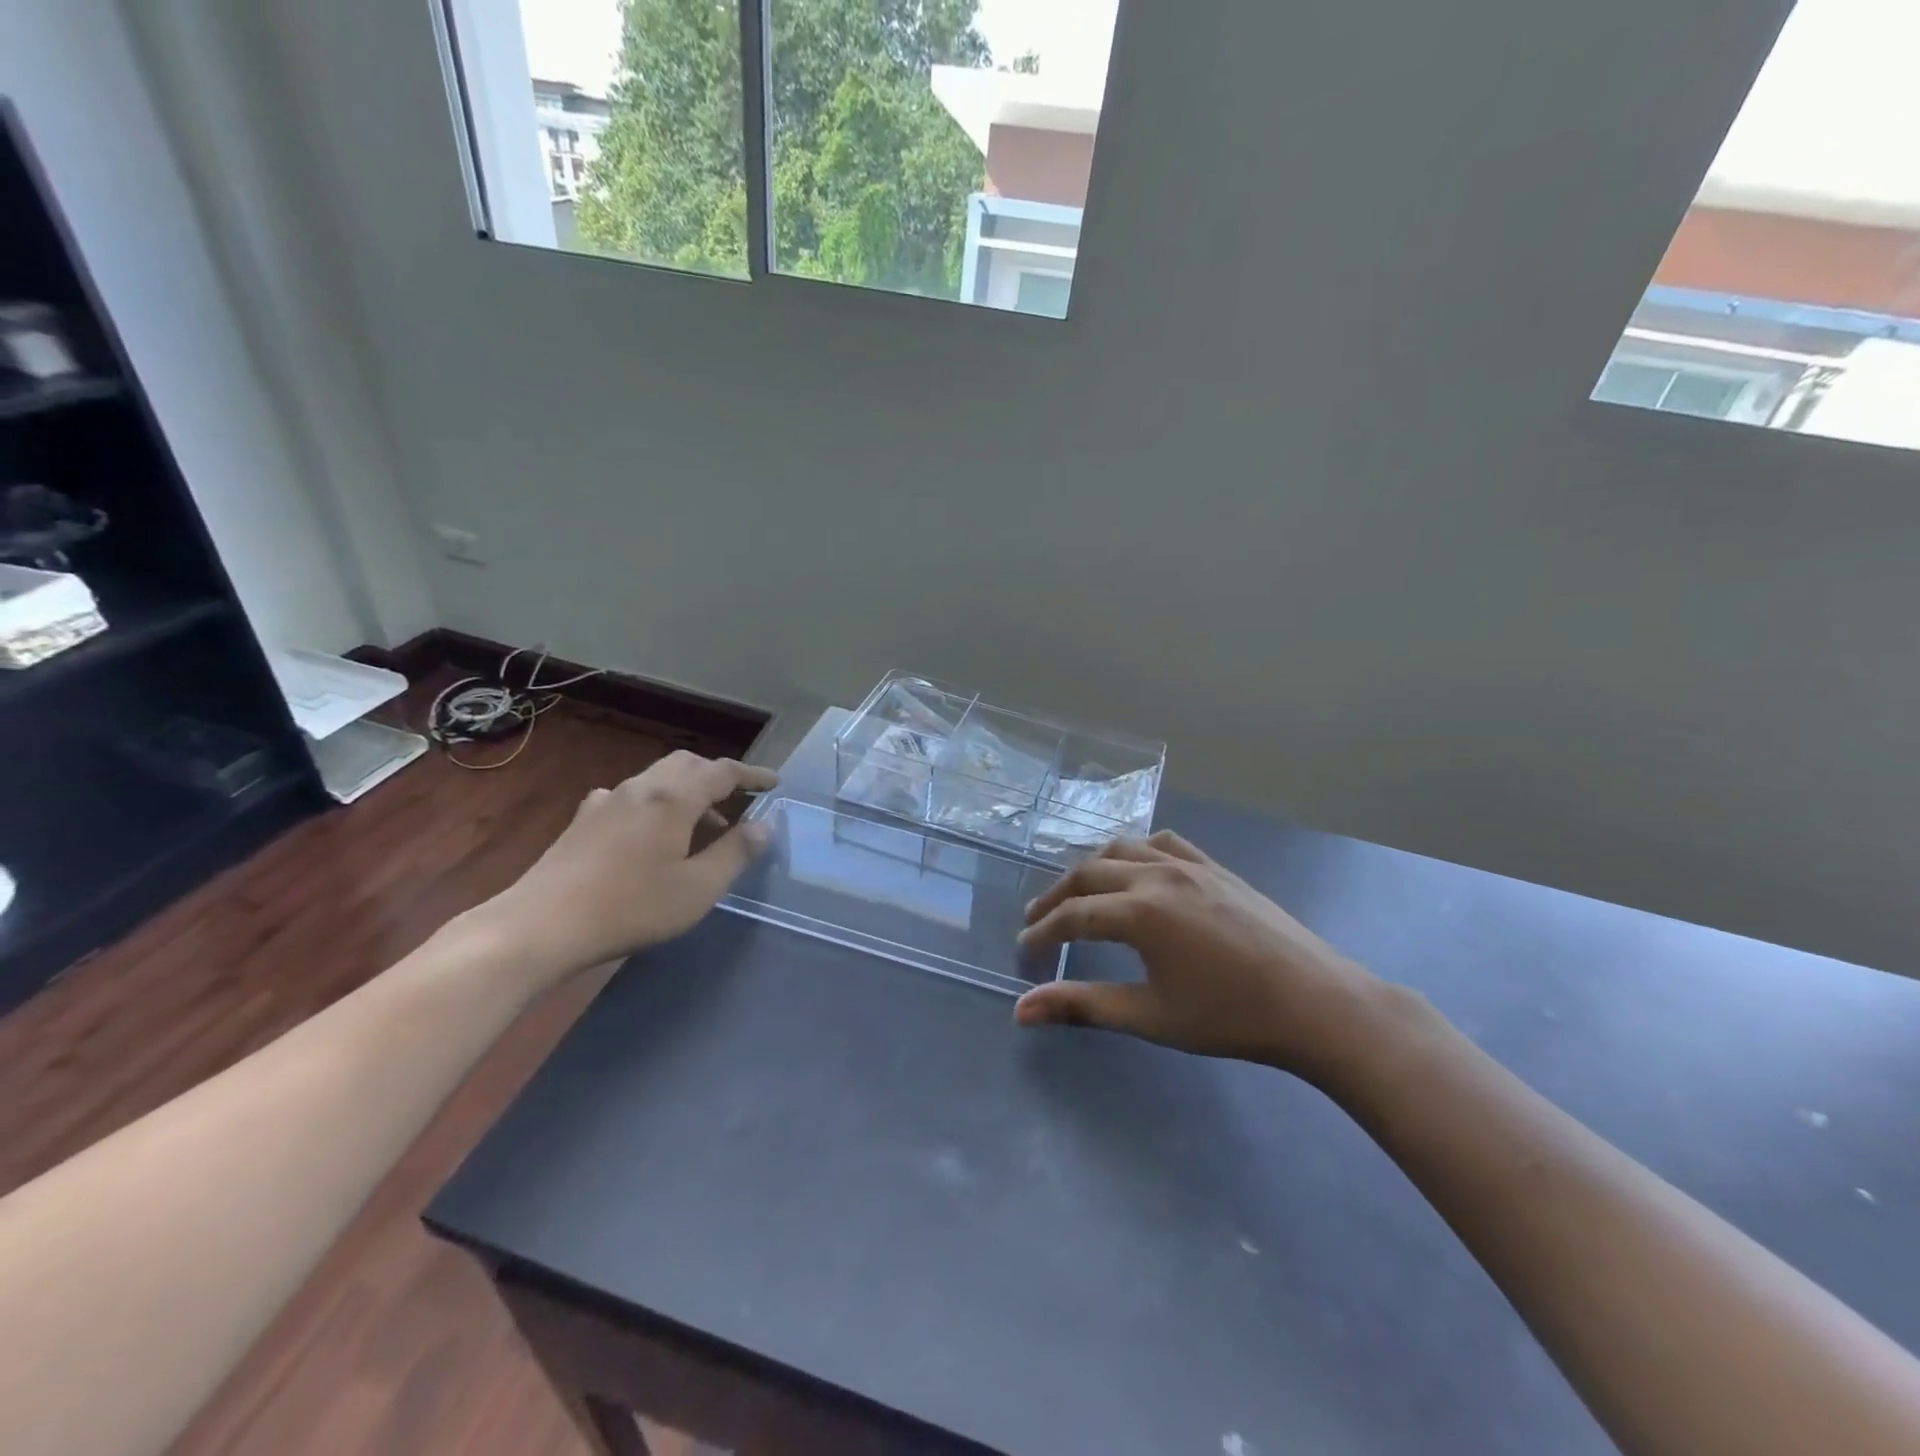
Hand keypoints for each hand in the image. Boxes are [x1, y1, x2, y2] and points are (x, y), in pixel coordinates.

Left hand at [473, 752, 777, 985]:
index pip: (723, 771)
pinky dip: (656, 803)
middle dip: (718, 776)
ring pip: (658, 778)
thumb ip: (735, 853)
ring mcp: (608, 800)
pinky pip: (631, 796)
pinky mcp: (584, 819)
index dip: (752, 775)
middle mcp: (642, 788)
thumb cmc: (630, 907)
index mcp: (674, 798)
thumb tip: (764, 826)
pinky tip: (649, 832)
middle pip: (688, 764)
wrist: (541, 924)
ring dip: (688, 791)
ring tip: (703, 826)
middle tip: (739, 800)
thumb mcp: (698, 888)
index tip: (774, 783)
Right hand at [1014, 830, 1386, 1082]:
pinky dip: (1135, 852)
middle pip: (1088, 874)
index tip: (1025, 950)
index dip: (1043, 932)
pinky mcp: (1215, 866)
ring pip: (1121, 849)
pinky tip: (1137, 870)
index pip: (1072, 916)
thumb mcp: (1150, 1016)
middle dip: (1057, 897)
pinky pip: (1162, 843)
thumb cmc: (1229, 1016)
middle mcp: (1156, 875)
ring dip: (1091, 869)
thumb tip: (1021, 1010)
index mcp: (1138, 912)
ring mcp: (1188, 864)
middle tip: (1038, 921)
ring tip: (1079, 893)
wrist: (1315, 1002)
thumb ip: (1082, 1006)